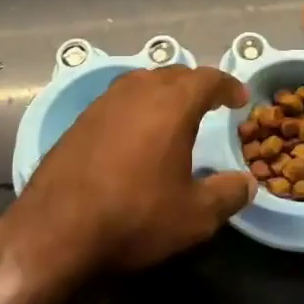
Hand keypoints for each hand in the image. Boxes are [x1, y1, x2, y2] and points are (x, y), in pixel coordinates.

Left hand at [0, 66, 255, 277]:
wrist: (55, 230)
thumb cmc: (134, 216)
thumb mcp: (194, 216)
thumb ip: (227, 194)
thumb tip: (247, 183)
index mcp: (172, 104)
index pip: (207, 79)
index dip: (227, 86)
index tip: (239, 98)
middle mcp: (138, 91)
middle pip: (174, 74)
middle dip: (196, 85)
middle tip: (210, 104)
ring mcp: (104, 102)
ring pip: (143, 82)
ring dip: (163, 92)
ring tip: (174, 114)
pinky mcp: (80, 119)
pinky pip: (119, 100)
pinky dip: (137, 106)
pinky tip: (135, 132)